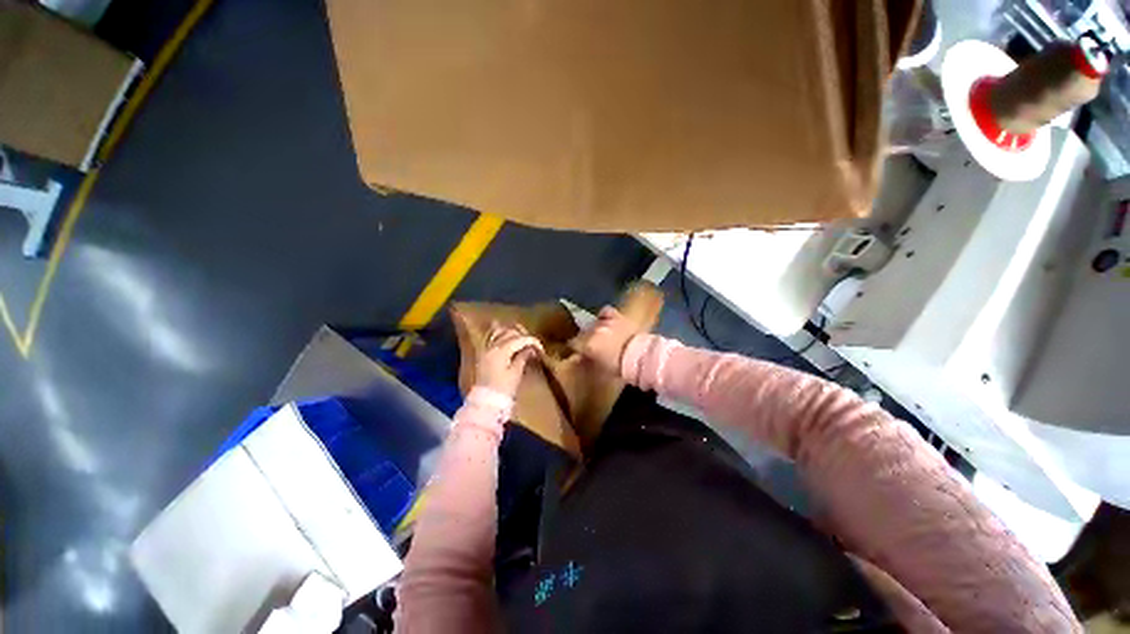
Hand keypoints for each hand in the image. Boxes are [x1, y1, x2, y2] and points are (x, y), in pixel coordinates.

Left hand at [476, 324, 542, 397]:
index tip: (540, 348)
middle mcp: (492, 347)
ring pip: (499, 333)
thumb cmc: (503, 389)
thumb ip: (523, 357)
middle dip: (522, 336)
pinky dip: (500, 336)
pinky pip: (491, 339)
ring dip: (511, 334)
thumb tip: (531, 348)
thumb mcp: (516, 373)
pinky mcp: (483, 355)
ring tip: (521, 340)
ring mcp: (485, 350)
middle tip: (532, 345)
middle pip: (509, 333)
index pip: (519, 339)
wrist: (485, 402)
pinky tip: (506, 339)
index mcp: (501, 351)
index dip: (532, 341)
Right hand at [574, 307, 638, 373]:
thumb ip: (587, 361)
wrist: (639, 356)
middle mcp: (593, 330)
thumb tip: (580, 357)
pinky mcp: (616, 316)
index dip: (575, 348)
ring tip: (600, 335)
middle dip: (585, 339)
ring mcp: (605, 322)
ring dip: (595, 329)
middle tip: (591, 346)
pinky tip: (605, 320)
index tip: (578, 352)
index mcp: (588, 344)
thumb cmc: (619, 366)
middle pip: (583, 333)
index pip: (573, 343)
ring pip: (593, 323)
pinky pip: (605, 311)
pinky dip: (604, 316)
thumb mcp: (600, 368)